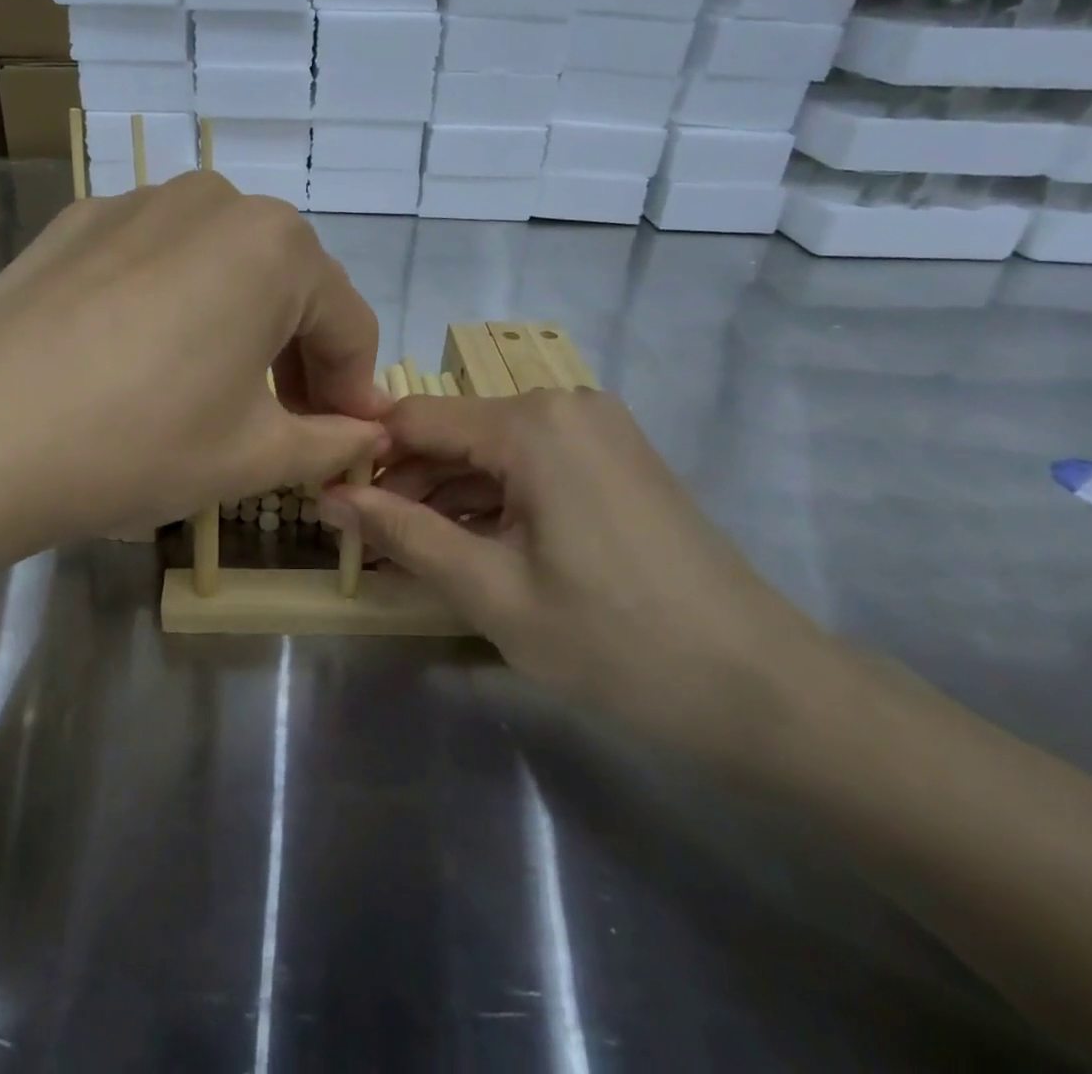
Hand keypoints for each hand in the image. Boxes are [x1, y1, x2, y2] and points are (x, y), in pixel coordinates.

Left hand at [0, 171, 391, 563]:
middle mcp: (214, 200)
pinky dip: (175, 307)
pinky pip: (157, 263)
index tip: (350, 439)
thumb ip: (330, 441)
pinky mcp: (77, 223)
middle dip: (299, 357)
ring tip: (215, 394)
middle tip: (287, 425)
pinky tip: (142, 362)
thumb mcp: (253, 457)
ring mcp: (136, 203)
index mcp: (276, 244)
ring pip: (221, 268)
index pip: (348, 322)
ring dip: (239, 327)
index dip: (355, 388)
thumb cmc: (138, 442)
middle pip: (287, 286)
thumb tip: (368, 432)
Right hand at [322, 389, 829, 760]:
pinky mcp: (612, 458)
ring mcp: (594, 429)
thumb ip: (403, 534)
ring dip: (446, 498)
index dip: (366, 460)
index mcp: (531, 422)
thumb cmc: (615, 640)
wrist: (762, 687)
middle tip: (368, 545)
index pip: (413, 419)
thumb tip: (329, 498)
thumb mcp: (490, 591)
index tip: (333, 508)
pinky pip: (529, 465)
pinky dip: (491, 501)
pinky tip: (469, 548)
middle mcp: (562, 403)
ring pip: (489, 451)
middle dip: (406, 486)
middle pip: (452, 432)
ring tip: (410, 555)